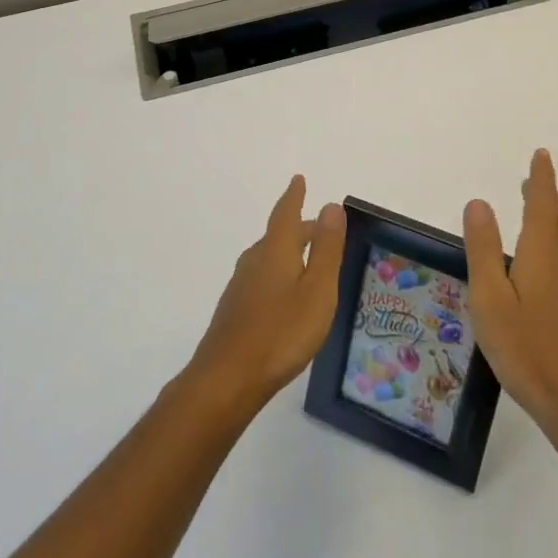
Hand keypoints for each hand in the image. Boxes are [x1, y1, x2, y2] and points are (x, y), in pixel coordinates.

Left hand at [186, 176, 346, 414]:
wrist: (227, 378)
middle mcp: (255, 260)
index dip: (294, 196)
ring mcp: (241, 286)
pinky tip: (285, 297)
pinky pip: (262, 278)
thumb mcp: (317, 290)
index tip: (298, 179)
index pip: (286, 213)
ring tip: (308, 261)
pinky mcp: (235, 310)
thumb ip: (326, 249)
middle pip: (280, 235)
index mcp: (276, 250)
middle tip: (321, 228)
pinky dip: (279, 274)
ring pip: (270, 257)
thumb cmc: (281, 331)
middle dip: (300, 229)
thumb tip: (330, 205)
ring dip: (290, 252)